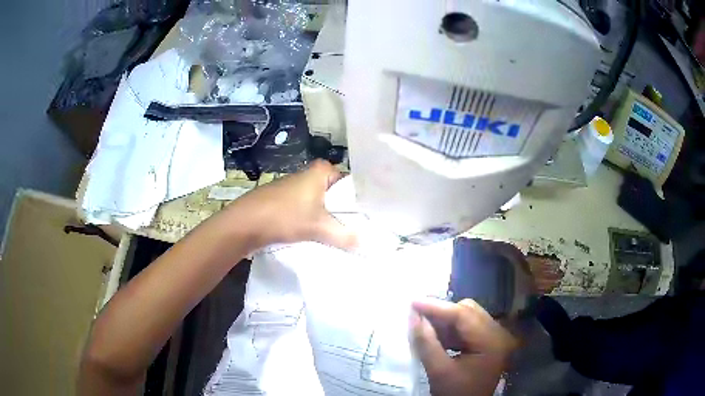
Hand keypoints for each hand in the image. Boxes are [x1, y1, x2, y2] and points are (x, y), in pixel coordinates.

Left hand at [224, 160, 356, 250]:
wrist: (245, 223)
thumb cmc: (284, 216)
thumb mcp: (318, 227)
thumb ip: (345, 236)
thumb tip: (369, 247)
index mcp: (322, 170)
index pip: (352, 184)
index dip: (361, 203)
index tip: (370, 221)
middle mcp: (310, 175)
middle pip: (338, 195)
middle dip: (346, 213)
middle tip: (361, 232)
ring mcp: (297, 187)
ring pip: (323, 204)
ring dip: (330, 219)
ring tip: (345, 236)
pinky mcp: (287, 201)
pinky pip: (309, 210)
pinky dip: (316, 221)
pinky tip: (321, 235)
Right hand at [410, 298, 517, 395]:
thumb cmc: (456, 394)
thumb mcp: (439, 371)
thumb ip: (426, 343)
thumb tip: (413, 316)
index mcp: (491, 341)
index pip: (464, 314)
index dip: (437, 306)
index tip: (413, 301)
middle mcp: (497, 333)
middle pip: (468, 311)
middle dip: (441, 312)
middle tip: (417, 314)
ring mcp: (494, 337)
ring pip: (467, 317)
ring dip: (445, 321)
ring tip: (423, 326)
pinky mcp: (487, 343)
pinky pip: (467, 328)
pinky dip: (450, 330)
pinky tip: (435, 337)